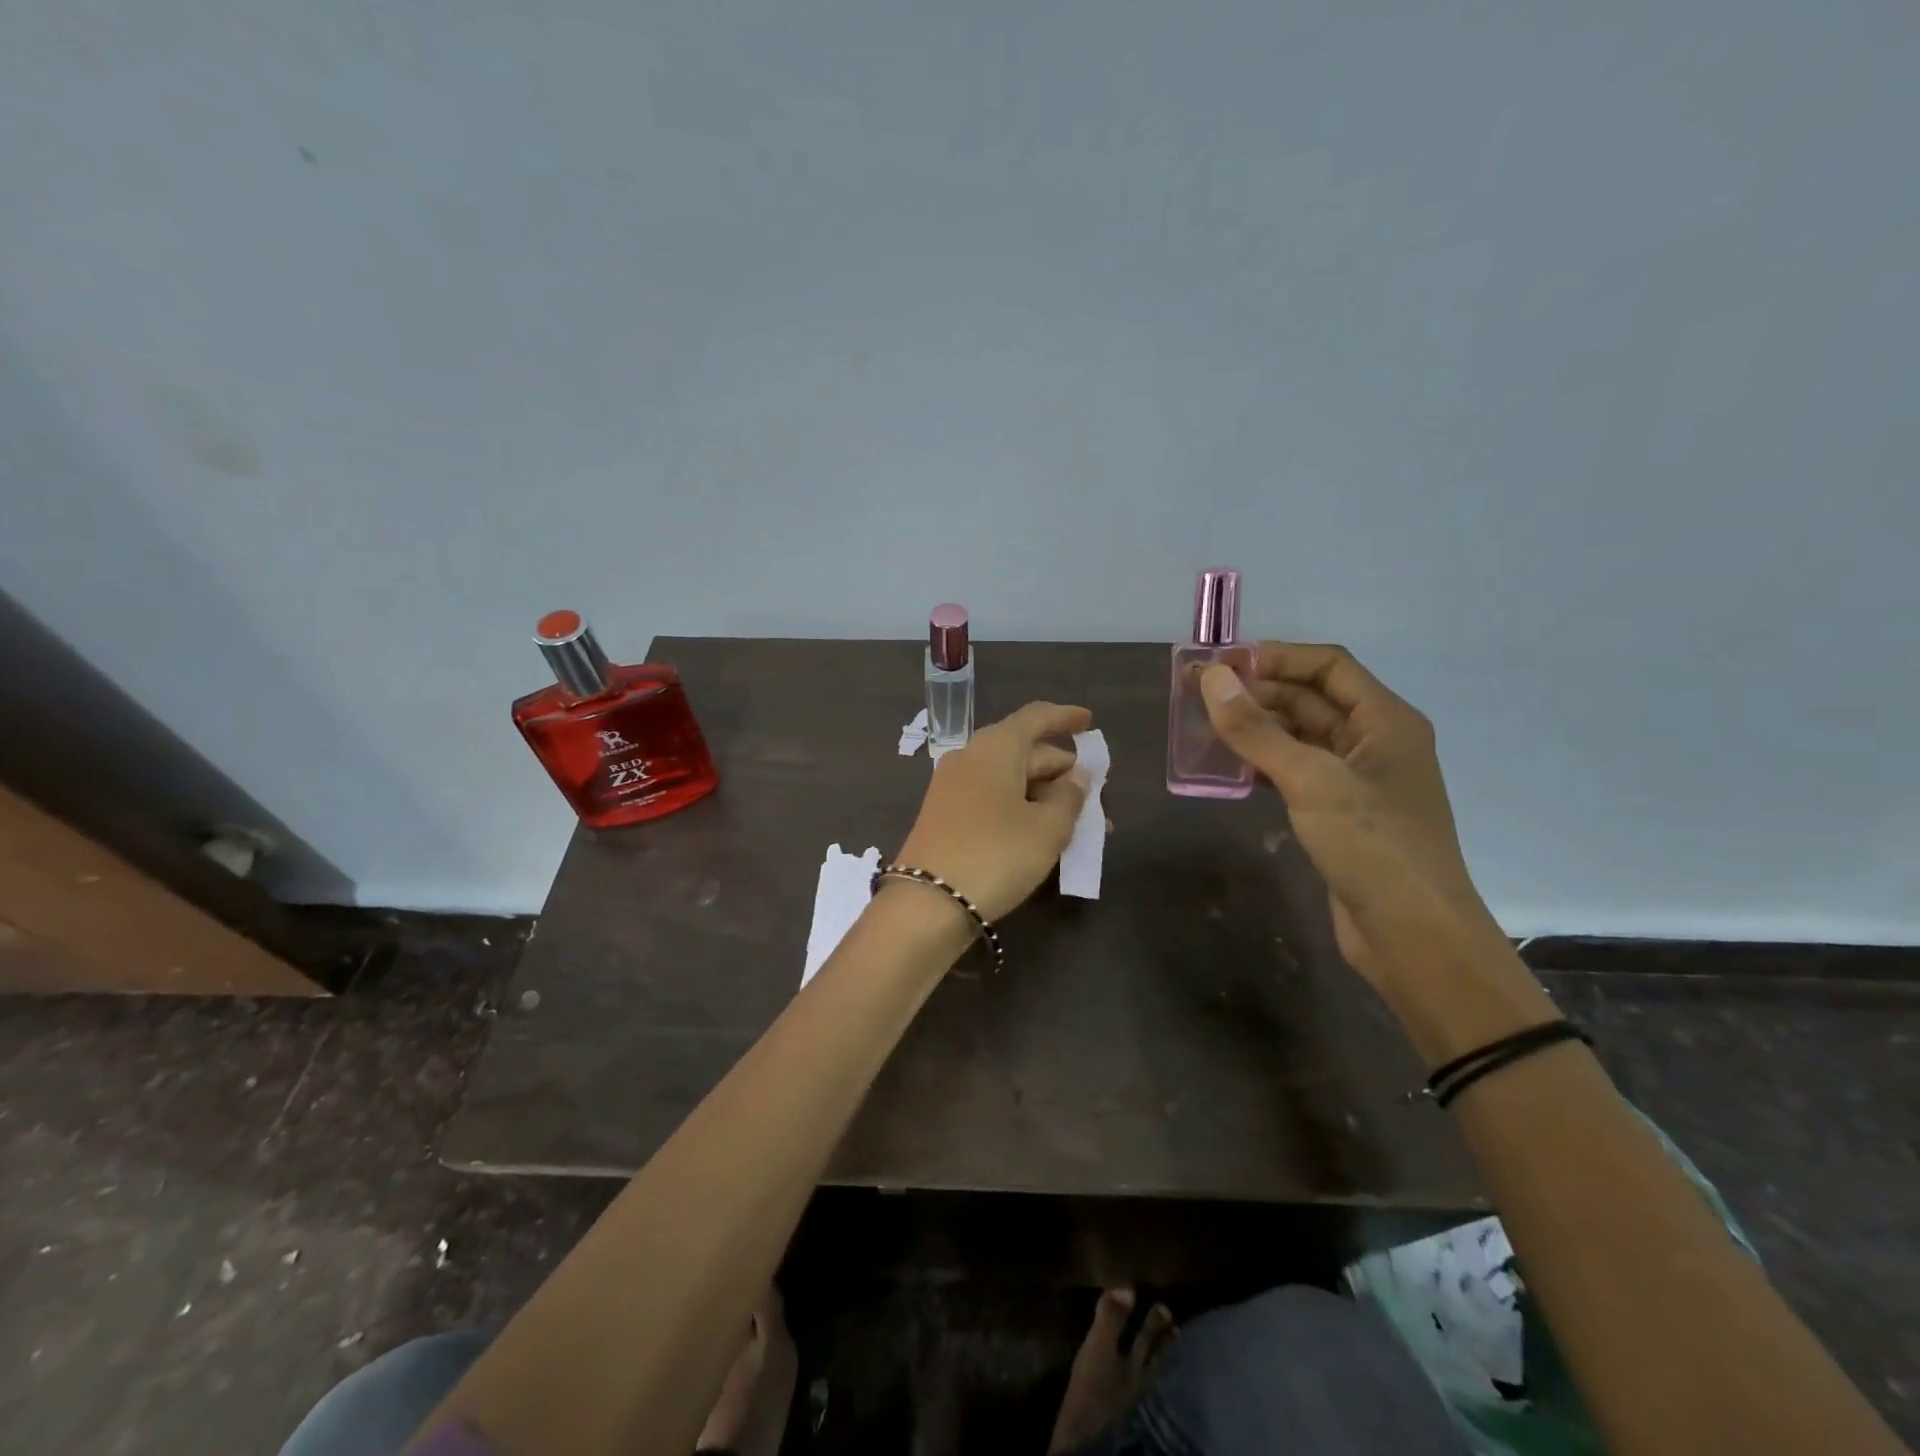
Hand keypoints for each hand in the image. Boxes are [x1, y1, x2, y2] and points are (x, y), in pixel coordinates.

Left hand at [894, 702, 1092, 921]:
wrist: (927, 904)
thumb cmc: (996, 855)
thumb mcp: (1047, 828)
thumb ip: (1070, 797)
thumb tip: (1076, 777)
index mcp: (996, 747)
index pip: (1036, 717)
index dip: (1066, 717)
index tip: (1090, 723)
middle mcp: (971, 757)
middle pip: (1026, 752)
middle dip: (1064, 771)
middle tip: (1099, 793)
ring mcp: (954, 787)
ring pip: (1012, 781)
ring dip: (1048, 797)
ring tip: (1084, 824)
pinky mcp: (947, 816)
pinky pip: (995, 800)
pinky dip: (1024, 810)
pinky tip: (1047, 834)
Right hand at [1199, 645, 1506, 996]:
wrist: (1414, 938)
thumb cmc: (1373, 847)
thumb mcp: (1311, 780)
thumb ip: (1257, 730)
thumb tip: (1211, 677)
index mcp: (1386, 721)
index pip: (1327, 666)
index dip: (1276, 658)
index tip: (1221, 666)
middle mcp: (1374, 743)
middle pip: (1310, 699)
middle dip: (1257, 694)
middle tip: (1197, 697)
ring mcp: (1357, 782)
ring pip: (1298, 738)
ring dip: (1255, 730)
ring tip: (1202, 730)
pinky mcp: (1339, 816)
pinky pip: (1294, 774)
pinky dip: (1262, 766)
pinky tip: (1227, 771)